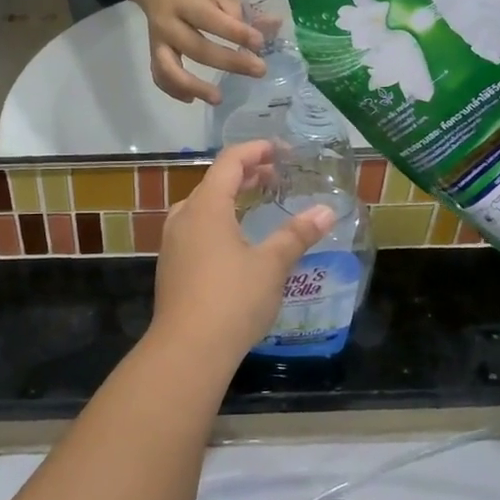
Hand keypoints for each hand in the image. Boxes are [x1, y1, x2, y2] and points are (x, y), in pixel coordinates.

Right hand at [138, 0, 263, 105]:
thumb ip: (237, 10)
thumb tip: (270, 27)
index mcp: (187, 2)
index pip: (212, 21)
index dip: (236, 33)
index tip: (259, 43)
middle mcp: (169, 24)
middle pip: (197, 48)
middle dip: (229, 62)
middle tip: (259, 71)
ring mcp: (159, 41)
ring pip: (170, 69)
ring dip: (194, 86)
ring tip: (218, 98)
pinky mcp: (153, 53)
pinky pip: (160, 76)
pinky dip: (173, 90)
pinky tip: (192, 99)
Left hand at [152, 141, 336, 361]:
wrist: (187, 349)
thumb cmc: (232, 300)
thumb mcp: (271, 265)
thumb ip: (296, 235)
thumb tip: (327, 211)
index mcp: (206, 207)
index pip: (229, 162)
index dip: (255, 150)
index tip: (280, 150)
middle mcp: (184, 216)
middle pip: (214, 182)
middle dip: (245, 173)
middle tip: (275, 175)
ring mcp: (173, 241)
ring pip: (203, 205)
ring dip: (230, 197)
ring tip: (257, 200)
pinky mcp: (172, 264)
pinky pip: (196, 227)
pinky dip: (219, 219)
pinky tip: (236, 238)